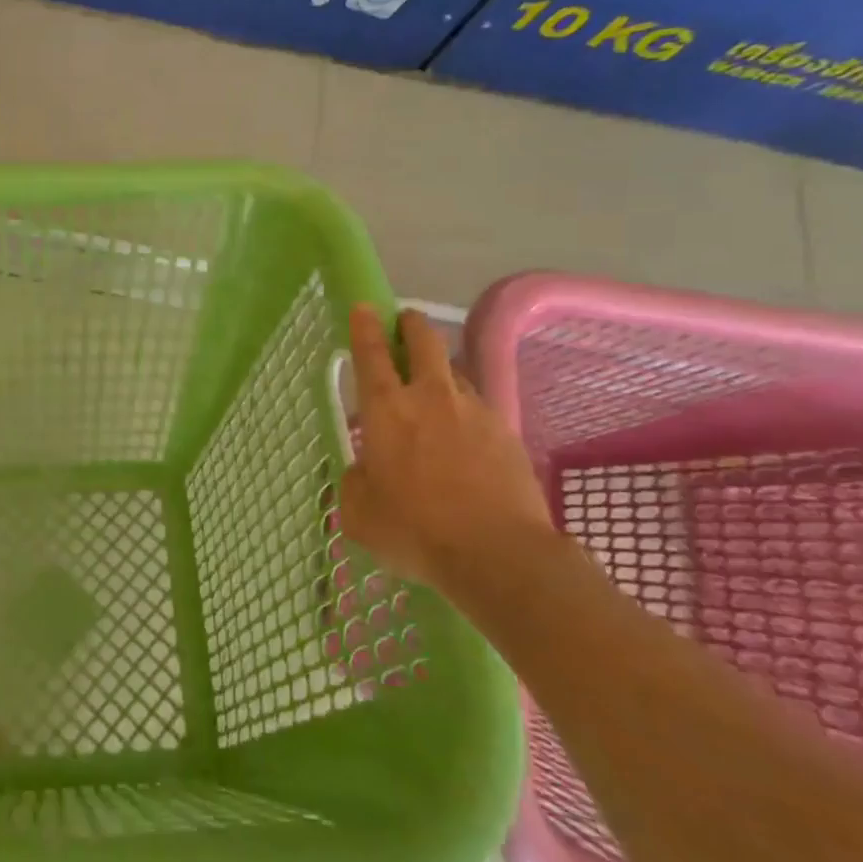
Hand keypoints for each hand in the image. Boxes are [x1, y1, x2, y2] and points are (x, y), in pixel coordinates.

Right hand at [338, 305, 550, 591]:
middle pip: (424, 341)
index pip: (371, 353)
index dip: (365, 326)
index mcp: (387, 409)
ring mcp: (474, 411)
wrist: (499, 555)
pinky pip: (479, 407)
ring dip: (440, 371)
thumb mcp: (359, 512)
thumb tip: (365, 469)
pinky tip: (464, 437)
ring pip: (454, 373)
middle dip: (411, 325)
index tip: (365, 306)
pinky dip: (465, 410)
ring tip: (434, 392)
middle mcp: (430, 397)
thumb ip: (356, 481)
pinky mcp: (506, 432)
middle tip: (404, 323)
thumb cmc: (415, 530)